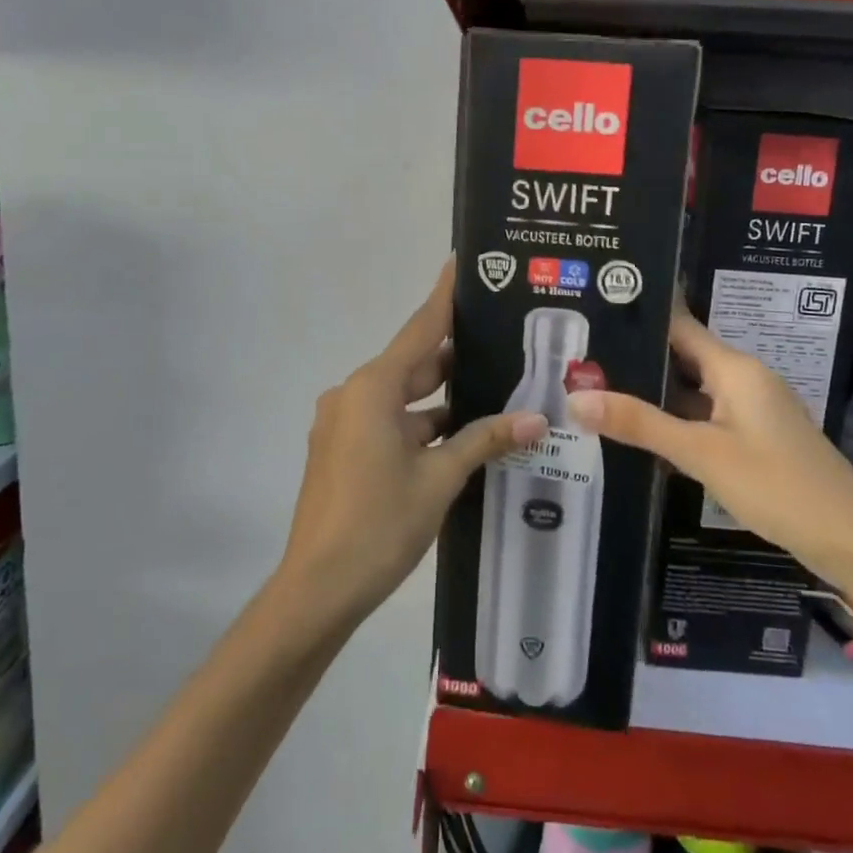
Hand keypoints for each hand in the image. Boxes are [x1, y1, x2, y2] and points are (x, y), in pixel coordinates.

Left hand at [280, 260, 546, 620]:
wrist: (317, 589)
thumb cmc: (379, 524)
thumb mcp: (439, 478)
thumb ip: (485, 440)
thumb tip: (535, 419)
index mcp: (373, 389)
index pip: (419, 329)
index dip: (444, 296)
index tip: (461, 263)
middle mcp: (353, 395)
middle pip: (412, 363)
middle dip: (455, 354)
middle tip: (502, 338)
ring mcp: (344, 424)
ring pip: (403, 397)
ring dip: (441, 397)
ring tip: (494, 387)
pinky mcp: (343, 450)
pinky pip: (390, 422)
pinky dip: (422, 423)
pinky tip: (461, 434)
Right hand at [565, 307, 852, 608]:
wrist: (851, 539)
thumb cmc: (777, 485)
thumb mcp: (702, 454)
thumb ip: (640, 424)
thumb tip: (575, 398)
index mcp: (735, 368)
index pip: (679, 326)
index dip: (639, 317)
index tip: (595, 309)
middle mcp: (744, 378)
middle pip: (682, 356)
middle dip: (636, 357)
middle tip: (579, 356)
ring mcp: (751, 409)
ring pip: (692, 388)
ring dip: (653, 390)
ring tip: (597, 386)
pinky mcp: (754, 436)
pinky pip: (705, 414)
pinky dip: (674, 418)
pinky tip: (640, 428)